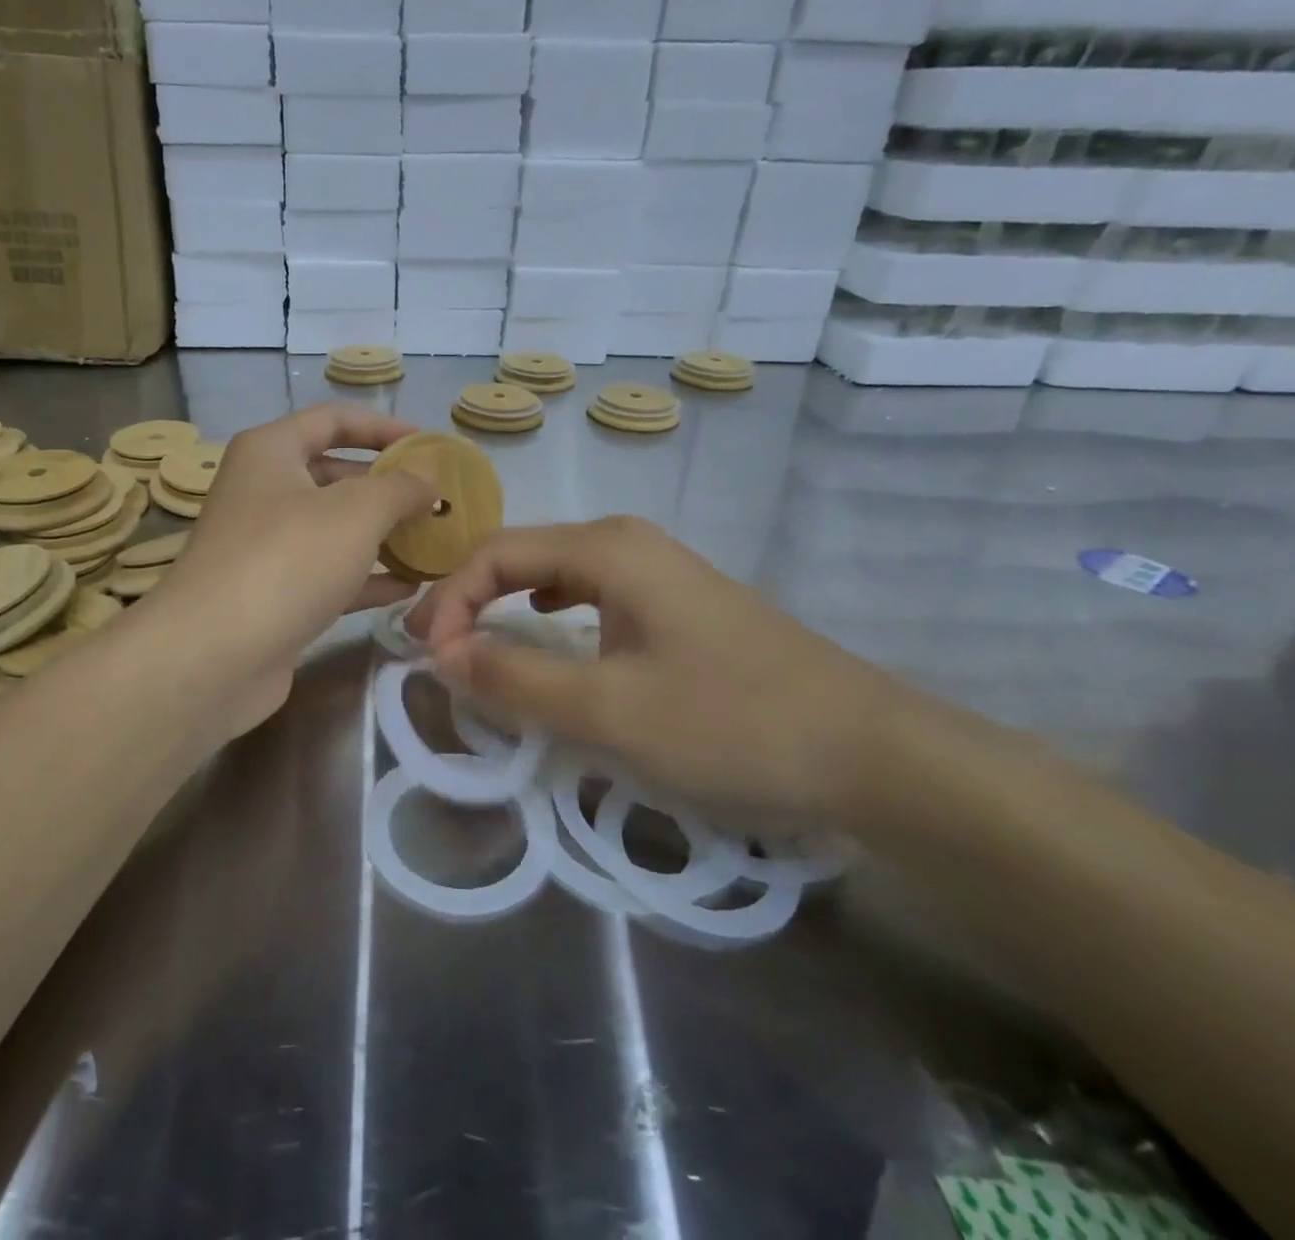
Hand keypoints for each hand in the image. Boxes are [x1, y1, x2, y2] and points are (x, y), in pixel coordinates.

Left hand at [141, 404, 434, 735]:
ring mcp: (267, 546)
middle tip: (438, 500)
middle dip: (388, 487)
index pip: (333, 420)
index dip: (383, 427)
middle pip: (335, 475)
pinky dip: (367, 577)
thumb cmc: (287, 560)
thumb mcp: (355, 512)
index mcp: (271, 452)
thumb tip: (428, 481)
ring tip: (434, 541)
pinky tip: (409, 587)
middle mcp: (264, 491)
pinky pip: (329, 574)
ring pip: (335, 529)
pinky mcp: (274, 595)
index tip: (428, 444)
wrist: (214, 656)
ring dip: (383, 535)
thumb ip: (400, 488)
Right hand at [408, 516, 916, 824]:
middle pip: (523, 555)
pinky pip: (591, 595)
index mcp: (607, 548)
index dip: (449, 600)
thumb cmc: (731, 722)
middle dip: (470, 599)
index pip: (496, 554)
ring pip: (556, 574)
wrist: (870, 751)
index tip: (424, 657)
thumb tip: (442, 655)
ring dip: (507, 605)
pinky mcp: (679, 604)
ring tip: (476, 642)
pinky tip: (549, 631)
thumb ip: (516, 679)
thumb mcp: (608, 710)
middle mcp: (628, 543)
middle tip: (435, 650)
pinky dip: (550, 614)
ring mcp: (659, 571)